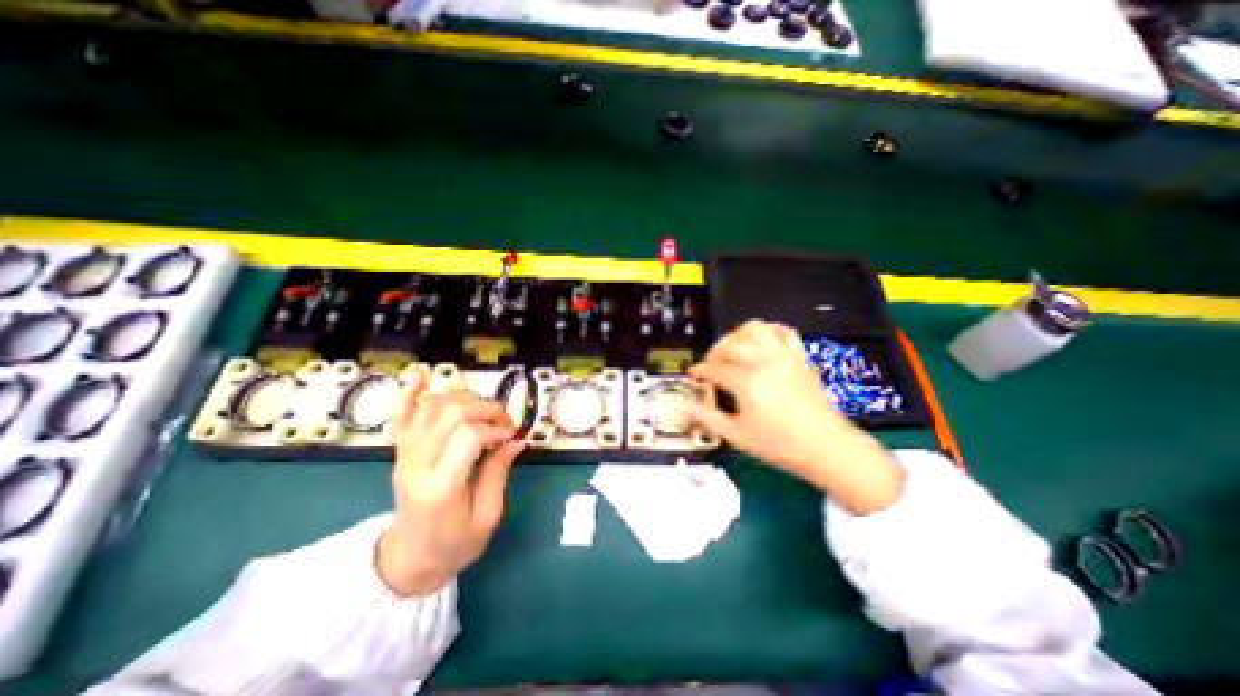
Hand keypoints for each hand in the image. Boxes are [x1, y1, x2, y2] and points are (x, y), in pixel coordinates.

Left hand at [371, 370, 518, 598]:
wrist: (408, 560)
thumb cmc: (453, 545)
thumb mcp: (487, 516)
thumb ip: (499, 472)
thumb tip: (517, 440)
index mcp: (440, 487)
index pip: (468, 436)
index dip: (495, 429)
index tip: (511, 437)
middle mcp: (417, 464)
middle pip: (450, 413)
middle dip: (485, 409)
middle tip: (503, 423)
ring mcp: (404, 454)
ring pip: (432, 406)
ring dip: (464, 399)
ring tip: (483, 412)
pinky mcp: (400, 450)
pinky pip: (401, 414)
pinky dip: (410, 392)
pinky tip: (422, 375)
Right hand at [687, 322, 903, 512]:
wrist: (825, 446)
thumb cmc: (779, 444)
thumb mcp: (737, 435)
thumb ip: (707, 418)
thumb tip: (683, 408)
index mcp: (746, 382)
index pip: (714, 368)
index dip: (700, 370)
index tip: (693, 374)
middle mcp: (763, 361)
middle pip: (730, 344)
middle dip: (714, 352)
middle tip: (711, 365)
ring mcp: (783, 355)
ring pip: (754, 328)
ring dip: (738, 335)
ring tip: (734, 349)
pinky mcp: (799, 356)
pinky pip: (783, 331)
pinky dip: (769, 330)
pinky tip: (762, 342)